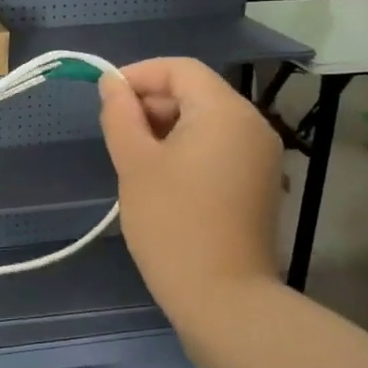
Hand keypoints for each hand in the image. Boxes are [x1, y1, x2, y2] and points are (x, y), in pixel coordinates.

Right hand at [98, 58, 283, 325]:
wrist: (223, 298)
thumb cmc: (172, 223)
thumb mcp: (135, 163)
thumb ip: (120, 115)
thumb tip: (112, 84)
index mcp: (225, 112)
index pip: (179, 69)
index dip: (138, 75)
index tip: (106, 98)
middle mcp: (252, 124)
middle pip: (196, 92)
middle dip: (152, 103)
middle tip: (117, 134)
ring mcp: (261, 156)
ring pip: (206, 121)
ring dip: (167, 128)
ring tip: (135, 159)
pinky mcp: (259, 183)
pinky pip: (219, 147)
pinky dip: (188, 149)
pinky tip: (163, 178)